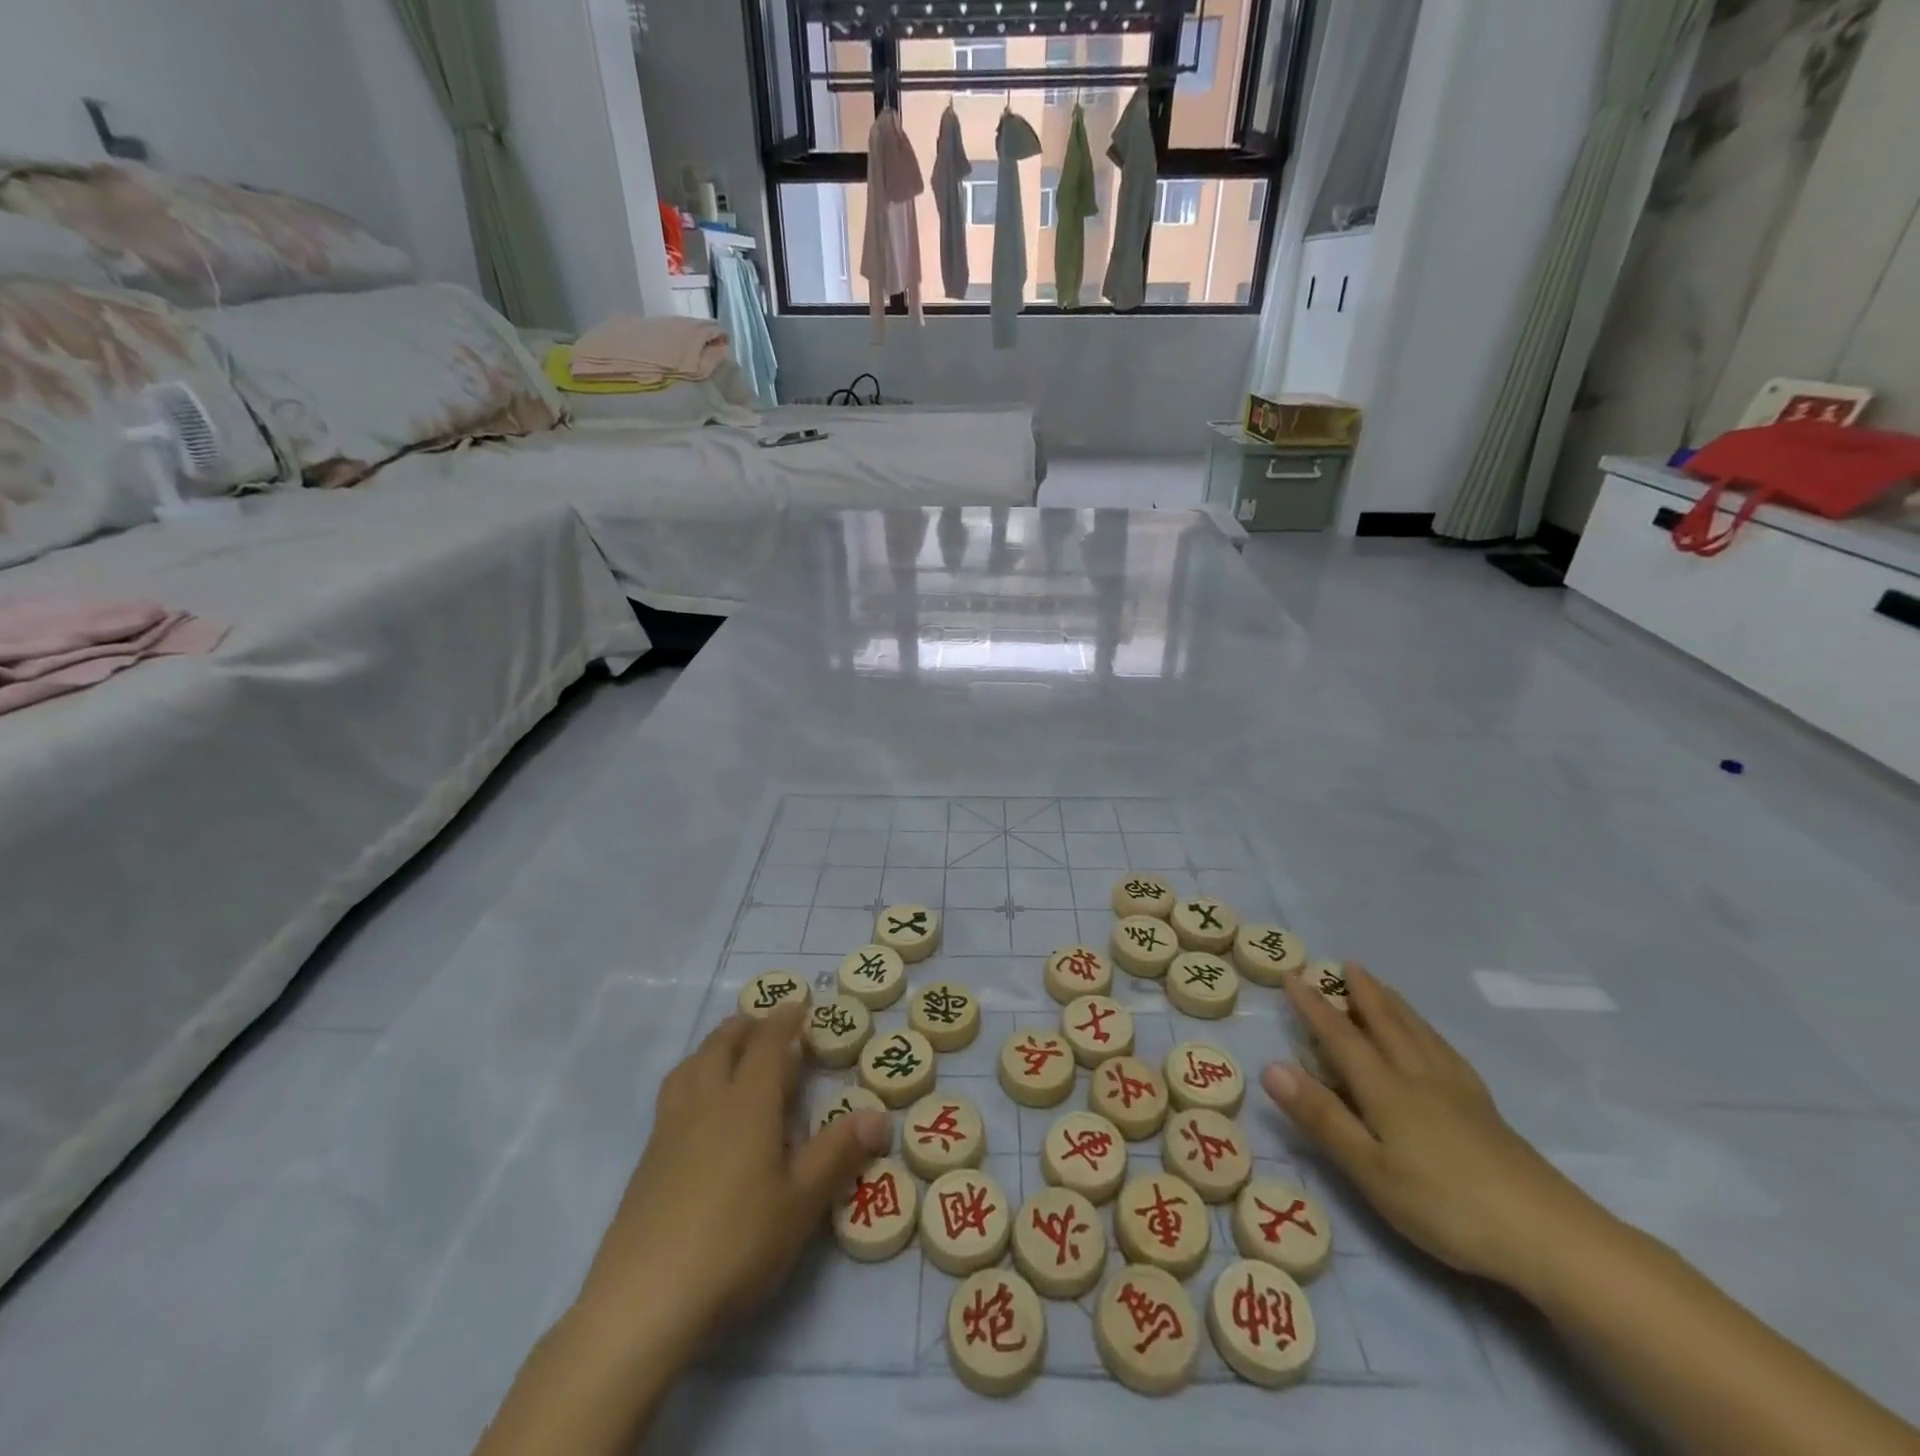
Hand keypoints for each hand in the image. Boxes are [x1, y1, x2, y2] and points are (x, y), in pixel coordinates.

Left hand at [574, 1004, 890, 1356]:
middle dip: (747, 1026)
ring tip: (730, 1052)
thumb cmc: (736, 1243)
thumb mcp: (801, 1202)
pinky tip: (700, 1110)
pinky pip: (674, 1094)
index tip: (799, 1004)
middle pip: (723, 1044)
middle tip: (767, 1024)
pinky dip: (692, 1077)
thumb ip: (838, 1153)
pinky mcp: (647, 1159)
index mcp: (747, 1102)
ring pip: (691, 1065)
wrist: (643, 1300)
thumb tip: (879, 1114)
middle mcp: (706, 1101)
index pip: (767, 1043)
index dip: (785, 1020)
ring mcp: (670, 1128)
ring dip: (714, 1047)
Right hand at [1262, 964, 1603, 1293]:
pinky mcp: (1484, 1109)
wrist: (1550, 1236)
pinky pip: (1445, 1050)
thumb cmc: (1446, 1206)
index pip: (1340, 1036)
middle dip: (1361, 992)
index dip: (1313, 1005)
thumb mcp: (1370, 1170)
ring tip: (1381, 985)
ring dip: (1394, 1003)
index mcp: (1386, 1089)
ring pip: (1417, 1032)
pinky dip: (1427, 1030)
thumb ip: (1321, 1117)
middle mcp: (1418, 1076)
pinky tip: (1431, 1038)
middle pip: (1385, 1023)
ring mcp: (1456, 1090)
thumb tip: (1270, 1066)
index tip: (1291, 975)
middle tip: (1344, 963)